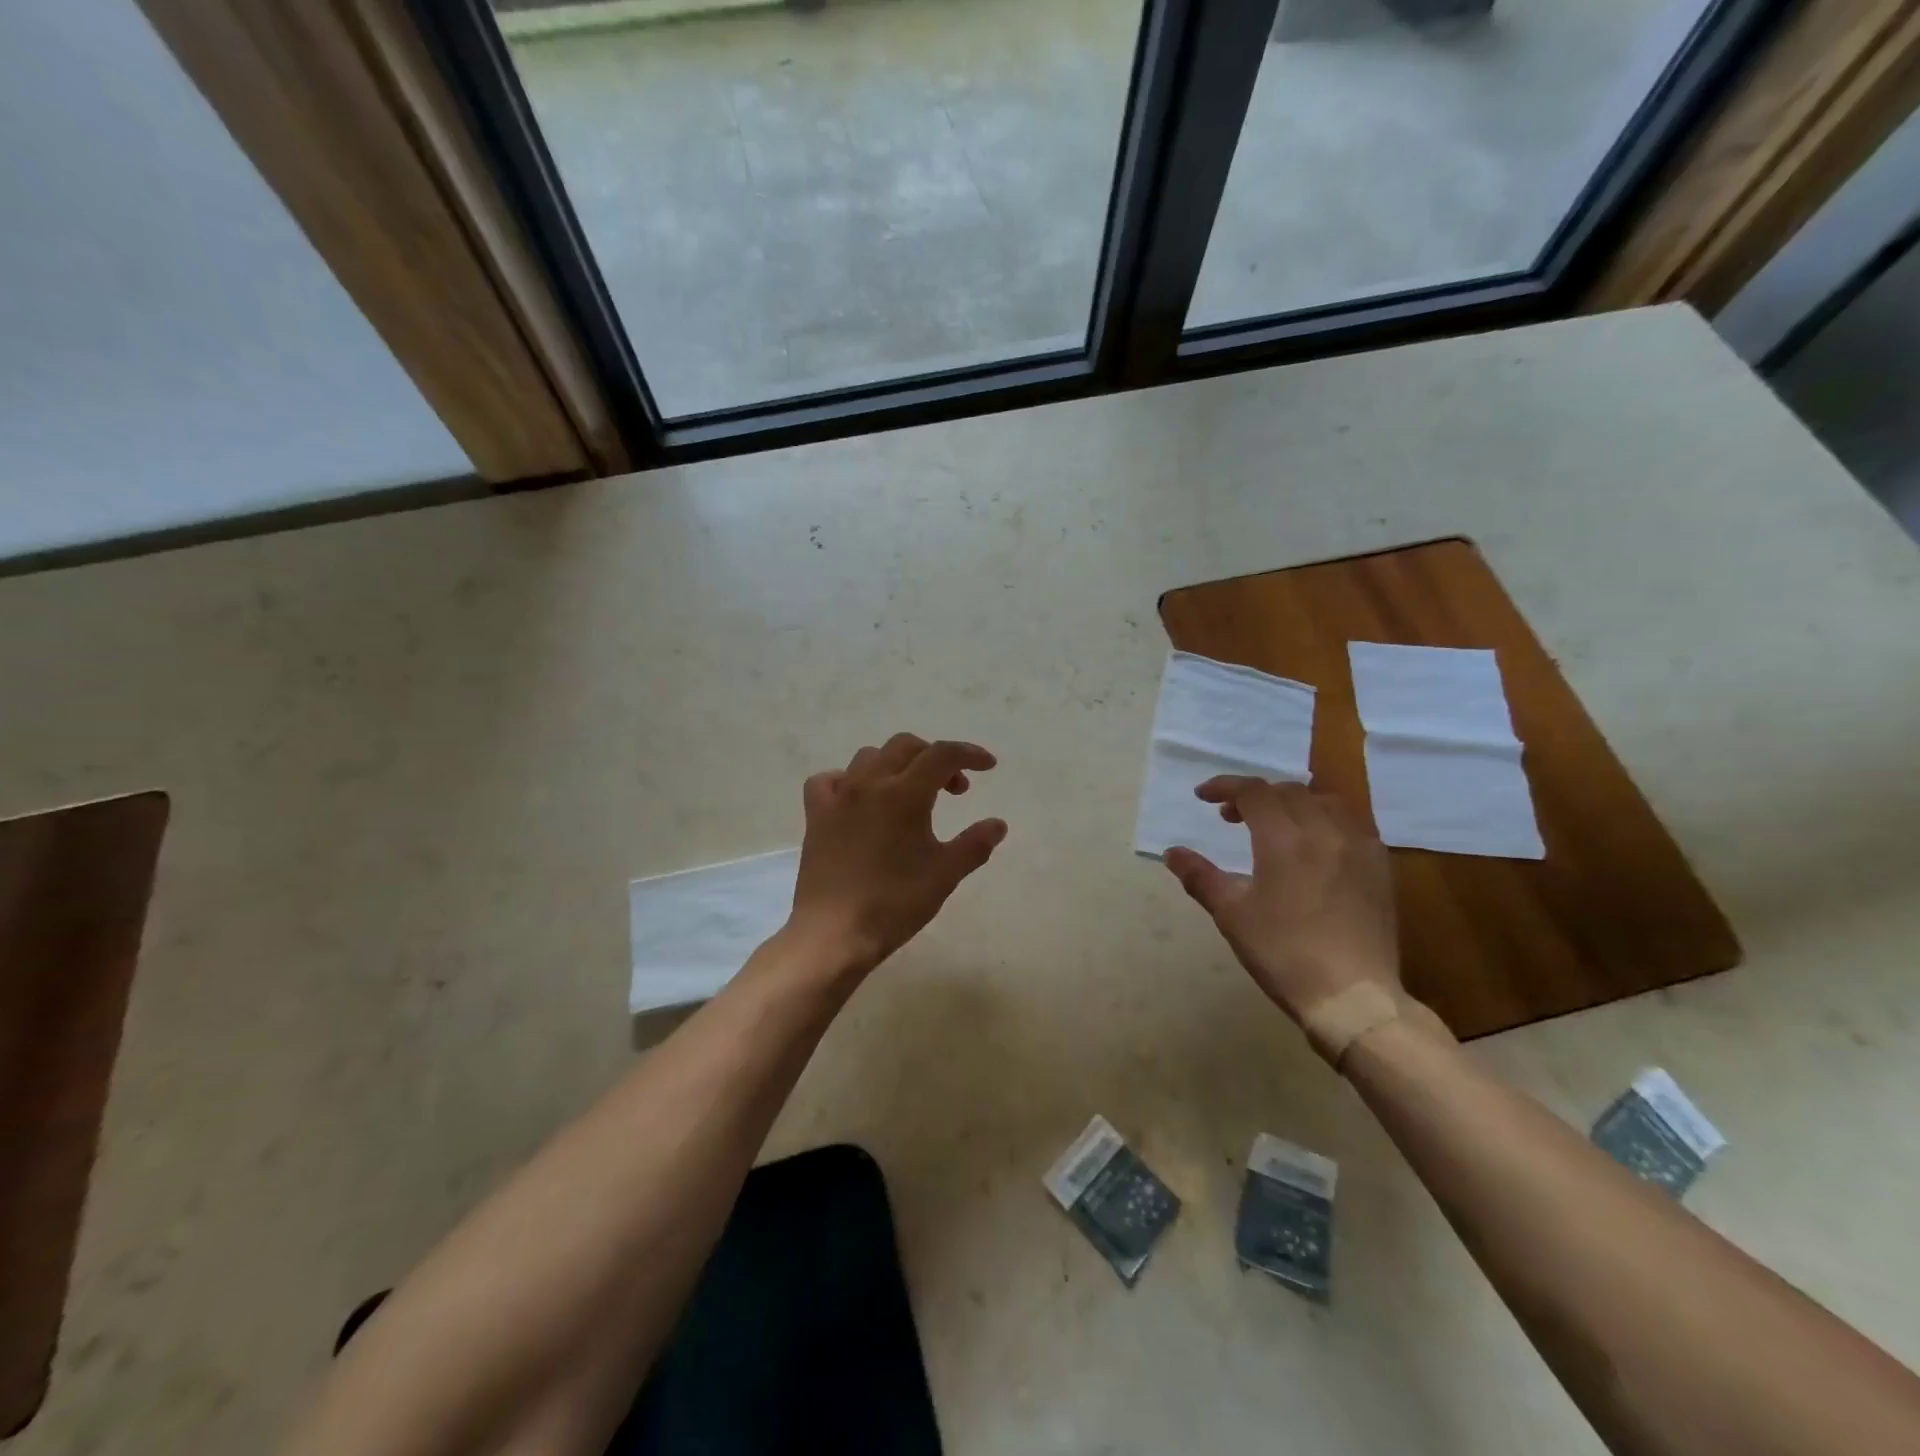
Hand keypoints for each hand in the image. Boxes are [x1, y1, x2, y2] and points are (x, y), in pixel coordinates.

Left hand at [787, 734, 1007, 976]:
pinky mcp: (816, 815)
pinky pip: (830, 780)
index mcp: (905, 793)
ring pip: (869, 757)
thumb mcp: (945, 874)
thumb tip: (998, 824)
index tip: (989, 766)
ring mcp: (839, 797)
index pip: (943, 754)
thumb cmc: (895, 902)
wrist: (834, 932)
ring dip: (897, 764)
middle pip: (906, 746)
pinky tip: (858, 799)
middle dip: (935, 758)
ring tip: (911, 792)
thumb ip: (975, 844)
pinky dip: (849, 780)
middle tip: (954, 789)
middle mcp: (870, 783)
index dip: (970, 754)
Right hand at [1163, 778, 1398, 1023]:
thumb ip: (1200, 877)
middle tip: (1231, 817)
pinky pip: (1352, 823)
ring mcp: (1359, 847)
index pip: (1253, 792)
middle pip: (1288, 792)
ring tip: (1276, 824)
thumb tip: (1173, 853)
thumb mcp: (1232, 915)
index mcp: (1285, 839)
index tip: (1203, 796)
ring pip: (1324, 801)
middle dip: (1255, 796)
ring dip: (1293, 802)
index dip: (1225, 787)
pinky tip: (1316, 844)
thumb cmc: (1283, 953)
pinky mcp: (1380, 867)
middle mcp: (1325, 831)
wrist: (1353, 997)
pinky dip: (1325, 818)